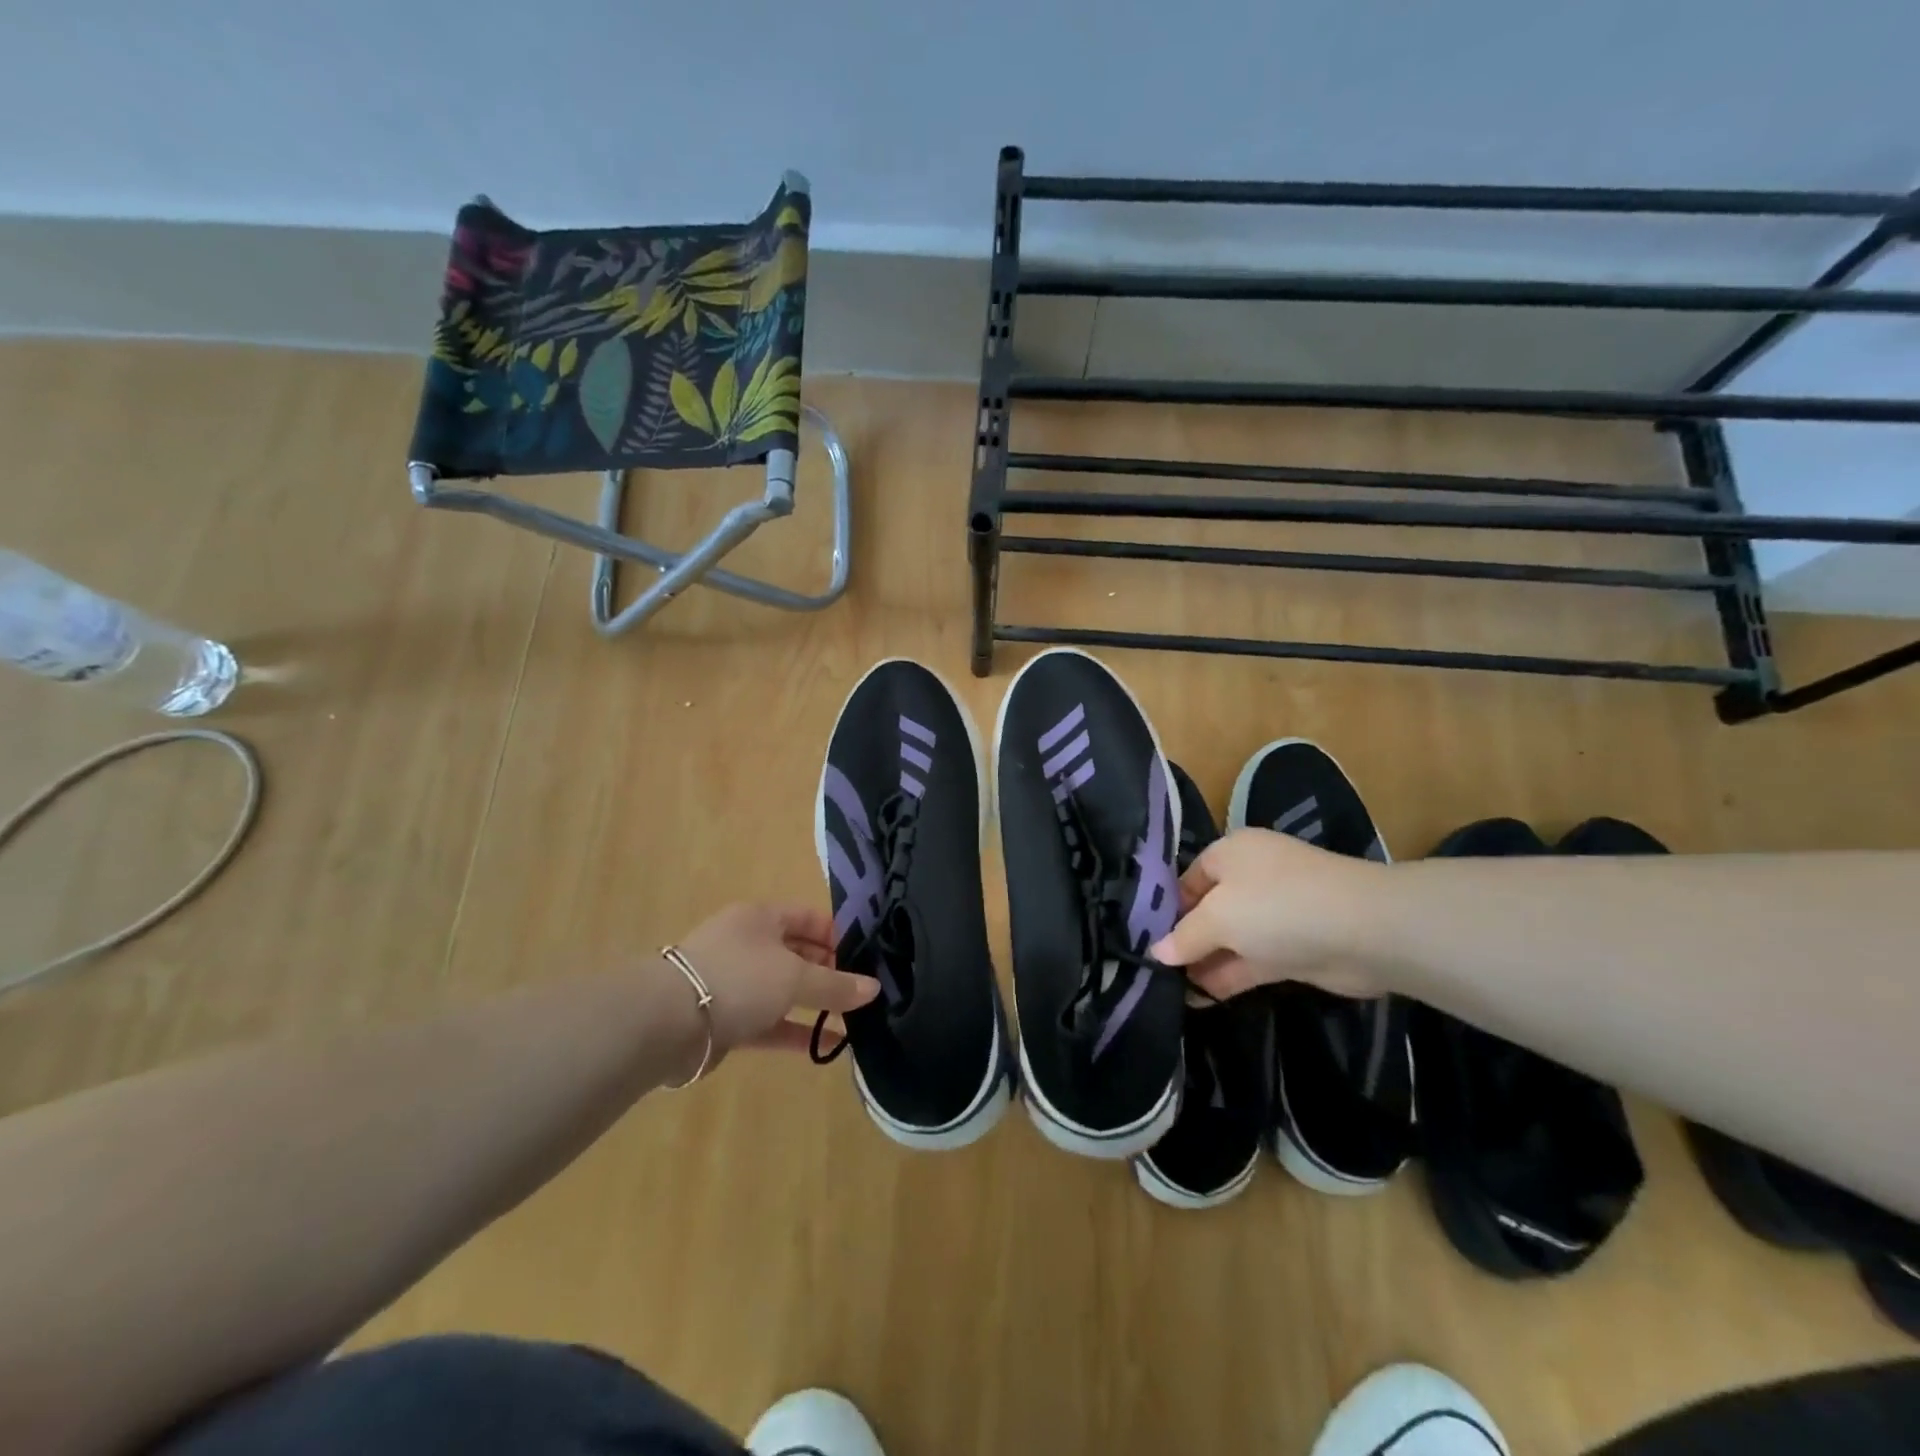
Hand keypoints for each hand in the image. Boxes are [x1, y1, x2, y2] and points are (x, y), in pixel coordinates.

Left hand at [671, 902, 878, 1062]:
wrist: (666, 1022)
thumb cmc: (738, 979)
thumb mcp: (795, 977)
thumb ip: (836, 985)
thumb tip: (874, 988)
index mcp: (760, 919)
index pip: (807, 918)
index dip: (837, 934)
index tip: (865, 955)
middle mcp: (747, 945)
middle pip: (797, 953)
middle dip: (829, 971)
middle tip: (863, 990)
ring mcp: (735, 984)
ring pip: (784, 991)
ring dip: (815, 1004)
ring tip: (854, 1018)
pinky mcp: (727, 1021)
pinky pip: (771, 1023)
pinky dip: (797, 1031)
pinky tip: (831, 1045)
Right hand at [1149, 828, 1389, 999]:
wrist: (1364, 931)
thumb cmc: (1277, 906)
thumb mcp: (1218, 917)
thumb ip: (1185, 937)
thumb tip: (1157, 952)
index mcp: (1230, 854)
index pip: (1187, 879)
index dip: (1164, 909)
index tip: (1143, 940)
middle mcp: (1250, 878)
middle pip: (1207, 910)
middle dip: (1183, 939)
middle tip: (1151, 971)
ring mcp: (1274, 915)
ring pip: (1229, 939)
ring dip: (1203, 963)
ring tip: (1168, 990)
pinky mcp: (1292, 949)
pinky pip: (1250, 961)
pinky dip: (1227, 977)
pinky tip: (1200, 999)